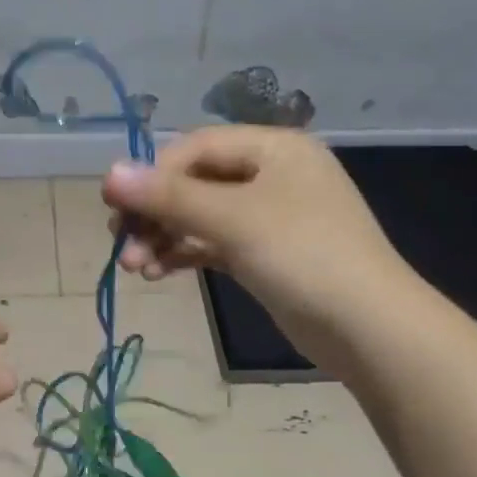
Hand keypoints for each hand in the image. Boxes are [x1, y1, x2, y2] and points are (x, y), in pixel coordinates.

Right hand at [102, 127, 419, 376]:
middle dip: (156, 213)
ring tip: (136, 268)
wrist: (368, 328)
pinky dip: (186, 254)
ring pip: (202, 216)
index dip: (153, 175)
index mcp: (273, 148)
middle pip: (196, 182)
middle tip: (122, 244)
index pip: (196, 148)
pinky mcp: (266, 253)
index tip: (115, 207)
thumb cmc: (303, 256)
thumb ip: (169, 197)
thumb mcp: (233, 220)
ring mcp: (271, 216)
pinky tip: (159, 273)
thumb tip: (108, 173)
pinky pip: (215, 243)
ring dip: (165, 237)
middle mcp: (272, 174)